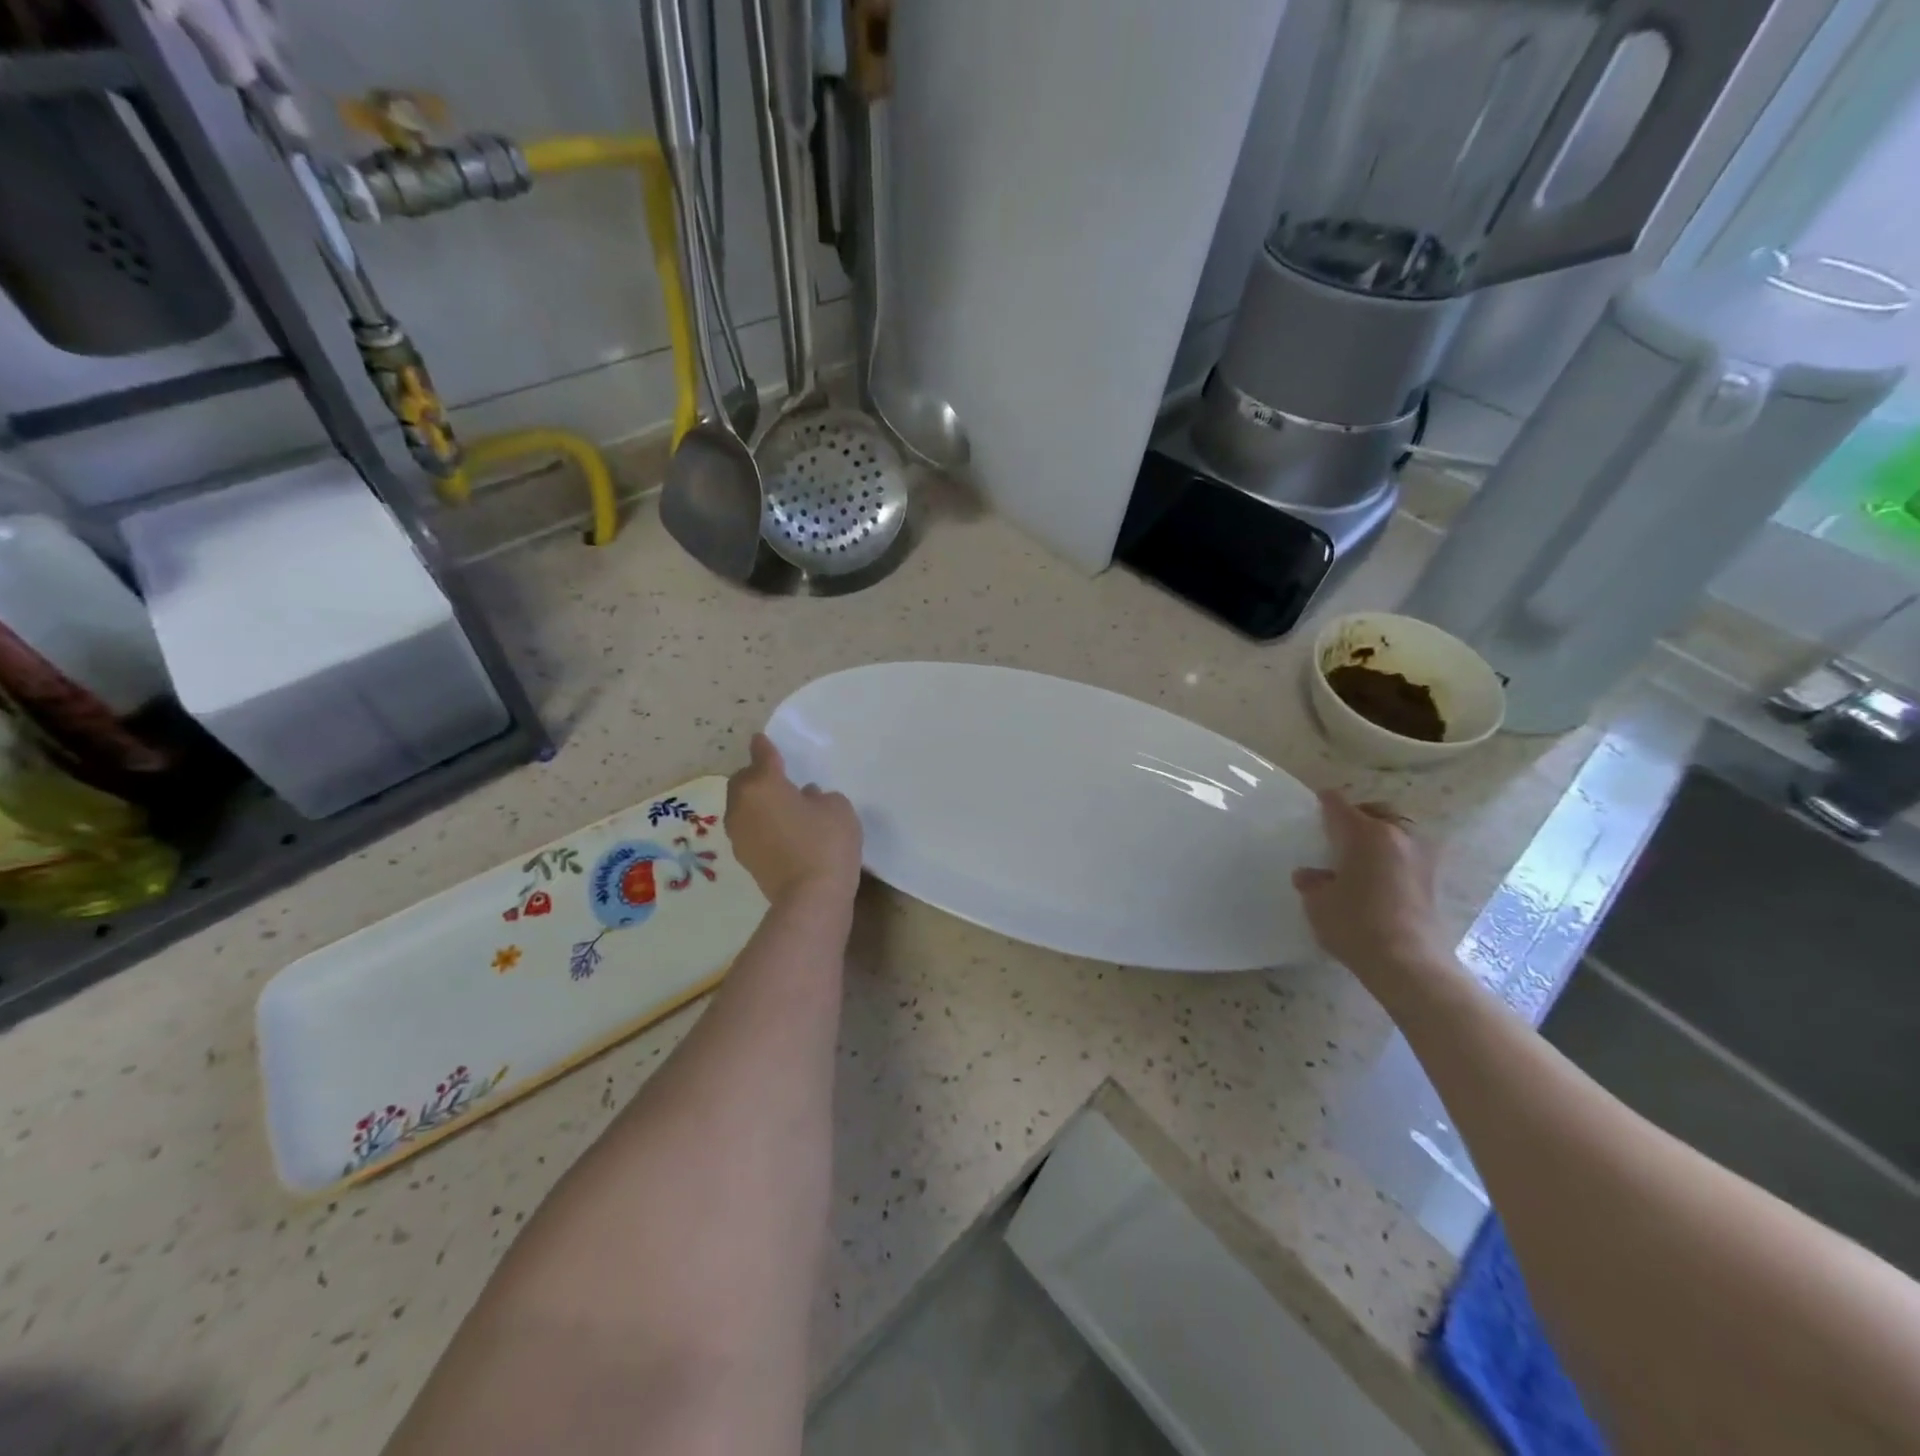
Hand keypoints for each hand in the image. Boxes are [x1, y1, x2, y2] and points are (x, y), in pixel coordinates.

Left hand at [726, 735, 862, 907]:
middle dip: (756, 776)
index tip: (761, 739)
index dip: (764, 746)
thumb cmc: (826, 843)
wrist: (811, 898)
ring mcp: (739, 834)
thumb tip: (804, 798)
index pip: (762, 756)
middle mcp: (742, 805)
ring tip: (780, 804)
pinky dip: (760, 823)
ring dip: (757, 802)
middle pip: (743, 781)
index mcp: (763, 784)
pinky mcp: (744, 858)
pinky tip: (780, 829)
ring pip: (743, 806)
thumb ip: (819, 796)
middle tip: (778, 777)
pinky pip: (750, 828)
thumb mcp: (837, 808)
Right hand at [1292, 791, 1447, 979]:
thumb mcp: (1318, 903)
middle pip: (1376, 811)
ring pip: (1398, 831)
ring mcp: (1422, 857)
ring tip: (1362, 855)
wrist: (1408, 963)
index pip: (1339, 806)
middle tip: (1339, 831)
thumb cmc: (1355, 924)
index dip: (1325, 802)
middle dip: (1358, 815)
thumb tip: (1311, 874)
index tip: (1317, 802)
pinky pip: (1409, 854)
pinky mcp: (1435, 880)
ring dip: (1381, 836)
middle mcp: (1397, 836)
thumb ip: (1312, 882)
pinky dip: (1394, 857)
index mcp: (1365, 833)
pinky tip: (1380, 876)